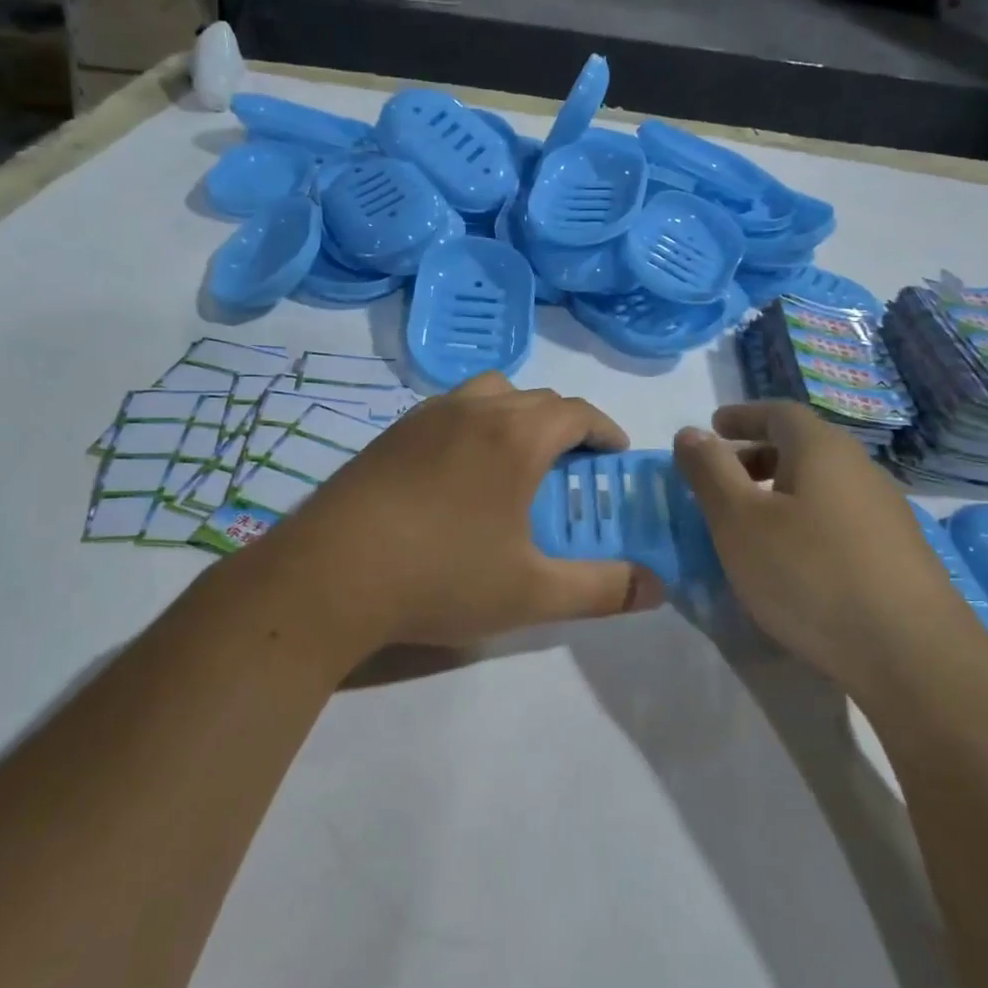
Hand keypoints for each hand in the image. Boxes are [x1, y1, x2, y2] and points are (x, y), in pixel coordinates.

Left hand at [241, 374, 664, 662]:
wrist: (329, 575)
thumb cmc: (441, 576)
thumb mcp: (532, 593)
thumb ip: (603, 588)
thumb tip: (658, 587)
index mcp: (516, 435)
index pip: (578, 412)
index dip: (605, 430)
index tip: (615, 456)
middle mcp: (474, 409)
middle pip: (536, 398)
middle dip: (565, 425)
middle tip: (571, 469)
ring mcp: (427, 415)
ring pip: (489, 393)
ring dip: (516, 415)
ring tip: (515, 461)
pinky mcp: (391, 432)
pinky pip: (451, 409)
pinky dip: (475, 424)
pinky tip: (460, 474)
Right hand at [673, 402, 974, 680]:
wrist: (913, 654)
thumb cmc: (810, 574)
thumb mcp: (739, 521)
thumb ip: (710, 472)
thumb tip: (690, 432)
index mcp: (822, 449)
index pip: (779, 412)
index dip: (743, 416)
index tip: (714, 427)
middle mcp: (860, 469)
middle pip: (803, 446)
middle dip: (758, 455)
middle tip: (724, 480)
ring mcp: (887, 512)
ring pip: (823, 484)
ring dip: (783, 491)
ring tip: (753, 524)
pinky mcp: (900, 553)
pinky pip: (840, 517)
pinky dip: (807, 520)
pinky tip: (795, 560)